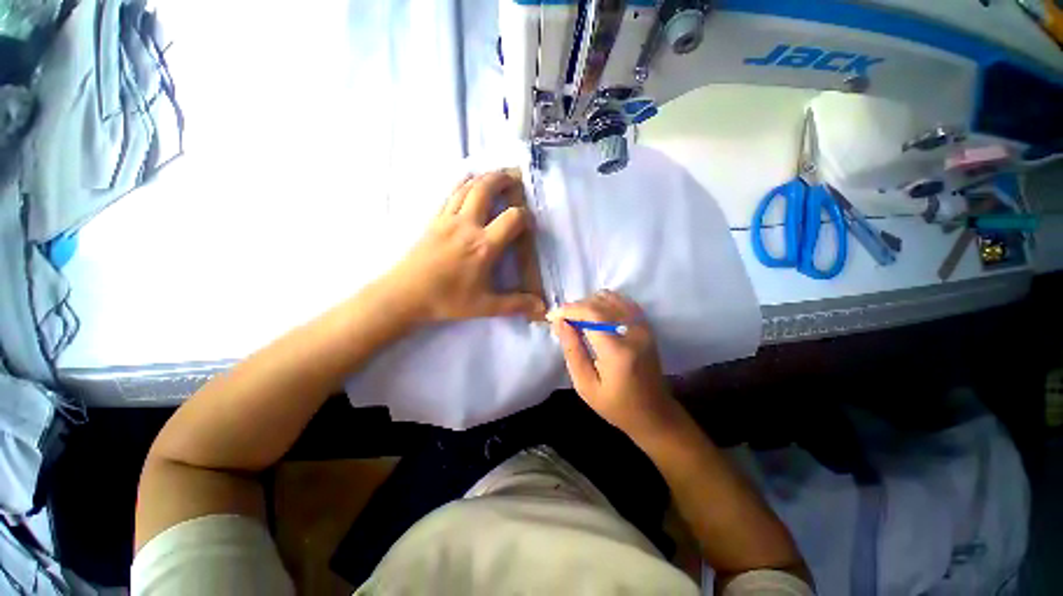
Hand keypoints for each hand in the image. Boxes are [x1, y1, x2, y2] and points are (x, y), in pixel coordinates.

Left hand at [385, 172, 546, 322]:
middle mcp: (467, 226)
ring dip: (483, 178)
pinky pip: (450, 195)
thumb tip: (541, 308)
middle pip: (486, 190)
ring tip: (494, 176)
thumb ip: (515, 304)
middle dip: (502, 179)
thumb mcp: (485, 306)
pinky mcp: (434, 220)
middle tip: (513, 176)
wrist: (405, 295)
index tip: (527, 222)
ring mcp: (448, 220)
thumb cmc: (447, 300)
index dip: (525, 216)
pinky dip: (462, 184)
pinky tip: (467, 185)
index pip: (512, 218)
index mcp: (484, 246)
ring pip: (467, 187)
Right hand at [548, 291, 681, 439]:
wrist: (654, 414)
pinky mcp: (647, 327)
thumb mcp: (586, 386)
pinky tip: (594, 315)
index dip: (569, 310)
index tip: (552, 316)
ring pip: (612, 298)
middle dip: (576, 306)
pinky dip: (605, 302)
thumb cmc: (616, 406)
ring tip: (576, 318)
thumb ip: (572, 351)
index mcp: (618, 351)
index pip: (591, 314)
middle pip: (600, 303)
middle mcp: (634, 332)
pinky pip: (623, 302)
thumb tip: (559, 323)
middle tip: (561, 319)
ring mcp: (644, 327)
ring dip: (589, 303)